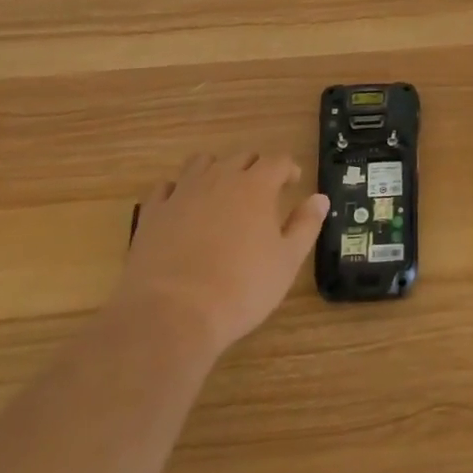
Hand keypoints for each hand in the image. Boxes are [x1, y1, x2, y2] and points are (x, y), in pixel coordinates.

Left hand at [117, 154, 328, 355]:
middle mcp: (220, 179)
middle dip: (255, 167)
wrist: (171, 315)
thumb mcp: (286, 262)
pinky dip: (178, 190)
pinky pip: (166, 187)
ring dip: (216, 170)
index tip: (293, 182)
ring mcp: (182, 193)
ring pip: (202, 163)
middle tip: (262, 190)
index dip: (288, 169)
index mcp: (256, 186)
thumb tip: (320, 198)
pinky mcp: (152, 213)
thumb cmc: (240, 289)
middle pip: (241, 157)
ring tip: (221, 192)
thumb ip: (306, 225)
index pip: (277, 161)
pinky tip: (182, 207)